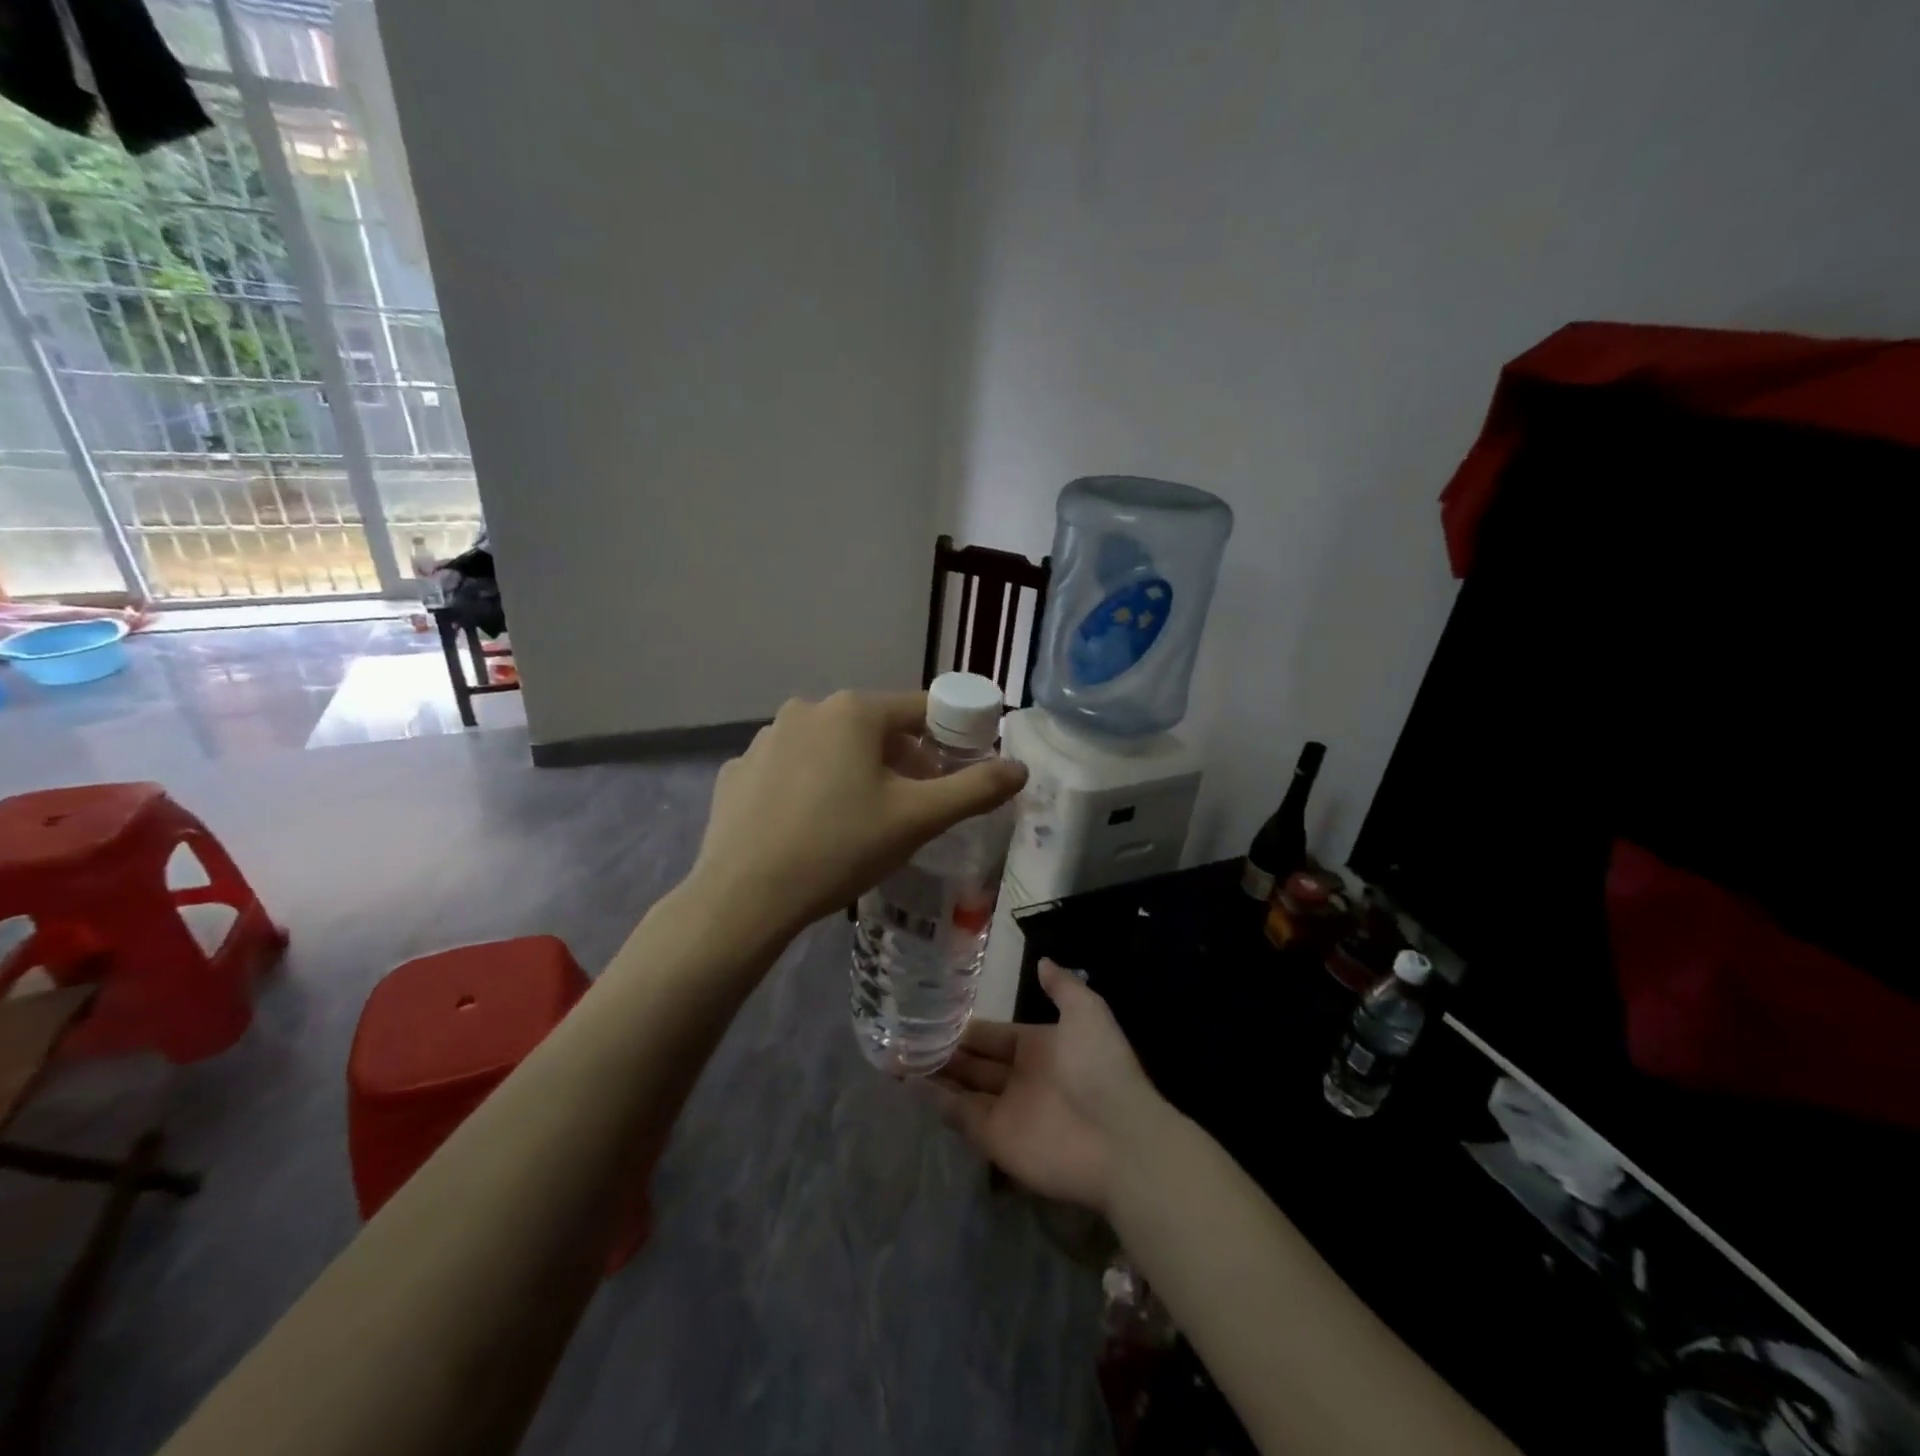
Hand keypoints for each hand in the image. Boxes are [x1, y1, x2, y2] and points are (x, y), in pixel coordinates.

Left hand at [689, 690, 1026, 941]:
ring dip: (853, 772)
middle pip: (874, 728)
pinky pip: (789, 770)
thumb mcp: (918, 819)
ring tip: (857, 823)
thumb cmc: (840, 847)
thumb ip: (975, 789)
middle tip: (909, 808)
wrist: (744, 896)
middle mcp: (806, 710)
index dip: (947, 740)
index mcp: (854, 711)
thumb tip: (1020, 768)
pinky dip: (808, 788)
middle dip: (900, 761)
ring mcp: (764, 739)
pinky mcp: (738, 771)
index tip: (954, 776)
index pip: (921, 710)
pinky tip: (807, 828)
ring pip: (829, 748)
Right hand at [931, 960, 1164, 1214]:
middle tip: (906, 1036)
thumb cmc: (1099, 1066)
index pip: (994, 1035)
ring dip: (934, 1075)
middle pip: (974, 1063)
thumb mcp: (1087, 1011)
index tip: (934, 1014)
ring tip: (897, 1056)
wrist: (1118, 1136)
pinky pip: (961, 1117)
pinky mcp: (996, 1141)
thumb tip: (1042, 961)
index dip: (968, 1028)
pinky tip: (910, 1084)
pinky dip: (936, 1102)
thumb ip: (1062, 986)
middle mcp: (1020, 1078)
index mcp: (1040, 1048)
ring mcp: (1007, 1111)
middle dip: (944, 1051)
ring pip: (962, 1089)